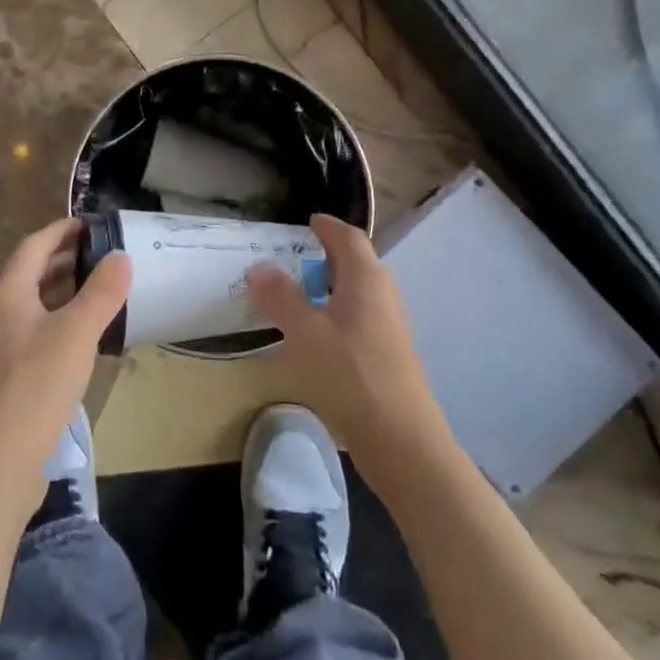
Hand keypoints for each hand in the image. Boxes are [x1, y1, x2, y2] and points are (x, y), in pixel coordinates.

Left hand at [0, 218, 131, 487]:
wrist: (0, 458)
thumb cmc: (37, 384)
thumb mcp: (77, 332)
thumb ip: (101, 292)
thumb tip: (121, 256)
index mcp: (8, 293)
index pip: (34, 246)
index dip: (61, 230)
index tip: (92, 223)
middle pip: (30, 272)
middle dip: (63, 257)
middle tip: (101, 251)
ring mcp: (2, 345)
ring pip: (34, 302)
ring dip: (62, 287)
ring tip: (97, 284)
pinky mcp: (11, 373)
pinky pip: (37, 329)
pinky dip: (60, 317)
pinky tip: (84, 332)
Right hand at [247, 214, 451, 479]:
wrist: (400, 437)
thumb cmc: (350, 373)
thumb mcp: (304, 331)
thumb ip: (280, 297)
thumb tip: (259, 267)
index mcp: (366, 278)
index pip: (348, 237)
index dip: (327, 226)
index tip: (307, 221)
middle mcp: (382, 295)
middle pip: (355, 263)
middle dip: (324, 256)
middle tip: (289, 258)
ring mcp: (388, 326)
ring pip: (355, 293)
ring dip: (327, 288)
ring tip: (294, 295)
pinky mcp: (386, 354)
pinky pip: (356, 318)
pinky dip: (333, 314)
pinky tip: (312, 335)